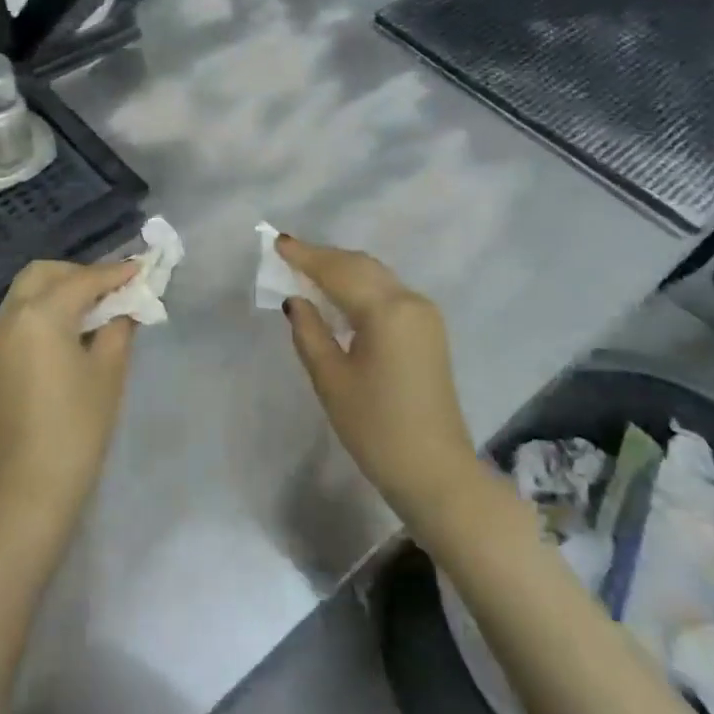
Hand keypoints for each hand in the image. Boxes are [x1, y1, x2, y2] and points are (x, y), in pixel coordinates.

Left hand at [0, 259, 141, 536]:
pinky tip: (75, 331)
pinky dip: (47, 309)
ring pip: (28, 292)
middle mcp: (10, 316)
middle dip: (80, 274)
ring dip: (62, 290)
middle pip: (45, 274)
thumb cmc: (74, 429)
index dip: (115, 273)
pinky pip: (21, 315)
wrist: (23, 492)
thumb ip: (119, 328)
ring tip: (99, 310)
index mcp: (40, 314)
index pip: (83, 280)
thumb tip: (125, 306)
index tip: (143, 268)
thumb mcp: (108, 373)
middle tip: (114, 291)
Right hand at [278, 236, 480, 526]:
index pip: (339, 271)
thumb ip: (309, 332)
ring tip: (308, 270)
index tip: (278, 242)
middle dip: (325, 258)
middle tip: (289, 254)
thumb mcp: (331, 380)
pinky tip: (340, 295)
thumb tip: (296, 300)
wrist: (435, 471)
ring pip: (377, 277)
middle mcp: (410, 301)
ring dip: (343, 270)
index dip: (306, 256)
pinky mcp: (429, 330)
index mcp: (387, 310)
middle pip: (361, 266)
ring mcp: (425, 314)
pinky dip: (361, 286)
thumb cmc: (375, 428)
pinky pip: (389, 293)